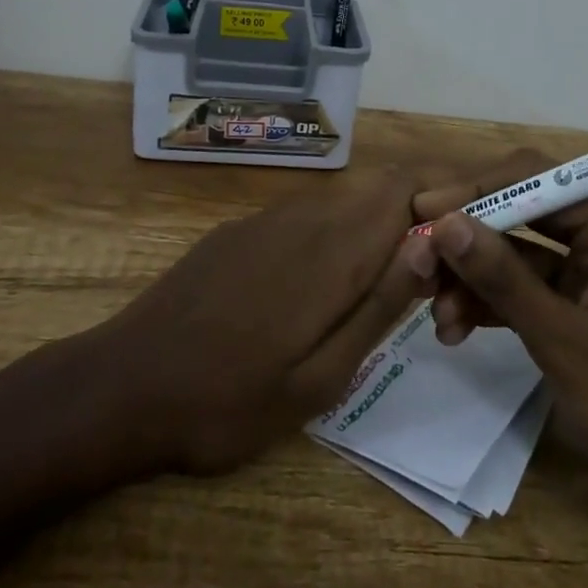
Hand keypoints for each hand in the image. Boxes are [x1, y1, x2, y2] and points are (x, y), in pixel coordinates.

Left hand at [103, 171, 437, 474]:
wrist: (120, 387)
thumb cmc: (227, 401)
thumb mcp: (319, 379)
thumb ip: (378, 306)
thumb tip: (431, 245)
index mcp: (331, 251)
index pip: (404, 186)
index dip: (443, 192)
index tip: (467, 229)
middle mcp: (303, 218)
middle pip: (378, 189)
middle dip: (415, 217)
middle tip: (430, 278)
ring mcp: (264, 221)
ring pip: (342, 203)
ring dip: (374, 231)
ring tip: (380, 291)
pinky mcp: (236, 232)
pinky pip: (304, 218)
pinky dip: (333, 238)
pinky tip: (316, 290)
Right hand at [413, 152, 587, 503]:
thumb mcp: (563, 340)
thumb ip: (503, 278)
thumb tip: (444, 223)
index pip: (533, 180)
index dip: (474, 191)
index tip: (422, 213)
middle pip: (520, 215)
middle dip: (468, 242)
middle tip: (416, 265)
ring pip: (517, 257)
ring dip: (474, 280)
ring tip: (437, 319)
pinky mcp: (583, 310)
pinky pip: (528, 292)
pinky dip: (494, 306)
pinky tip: (457, 330)